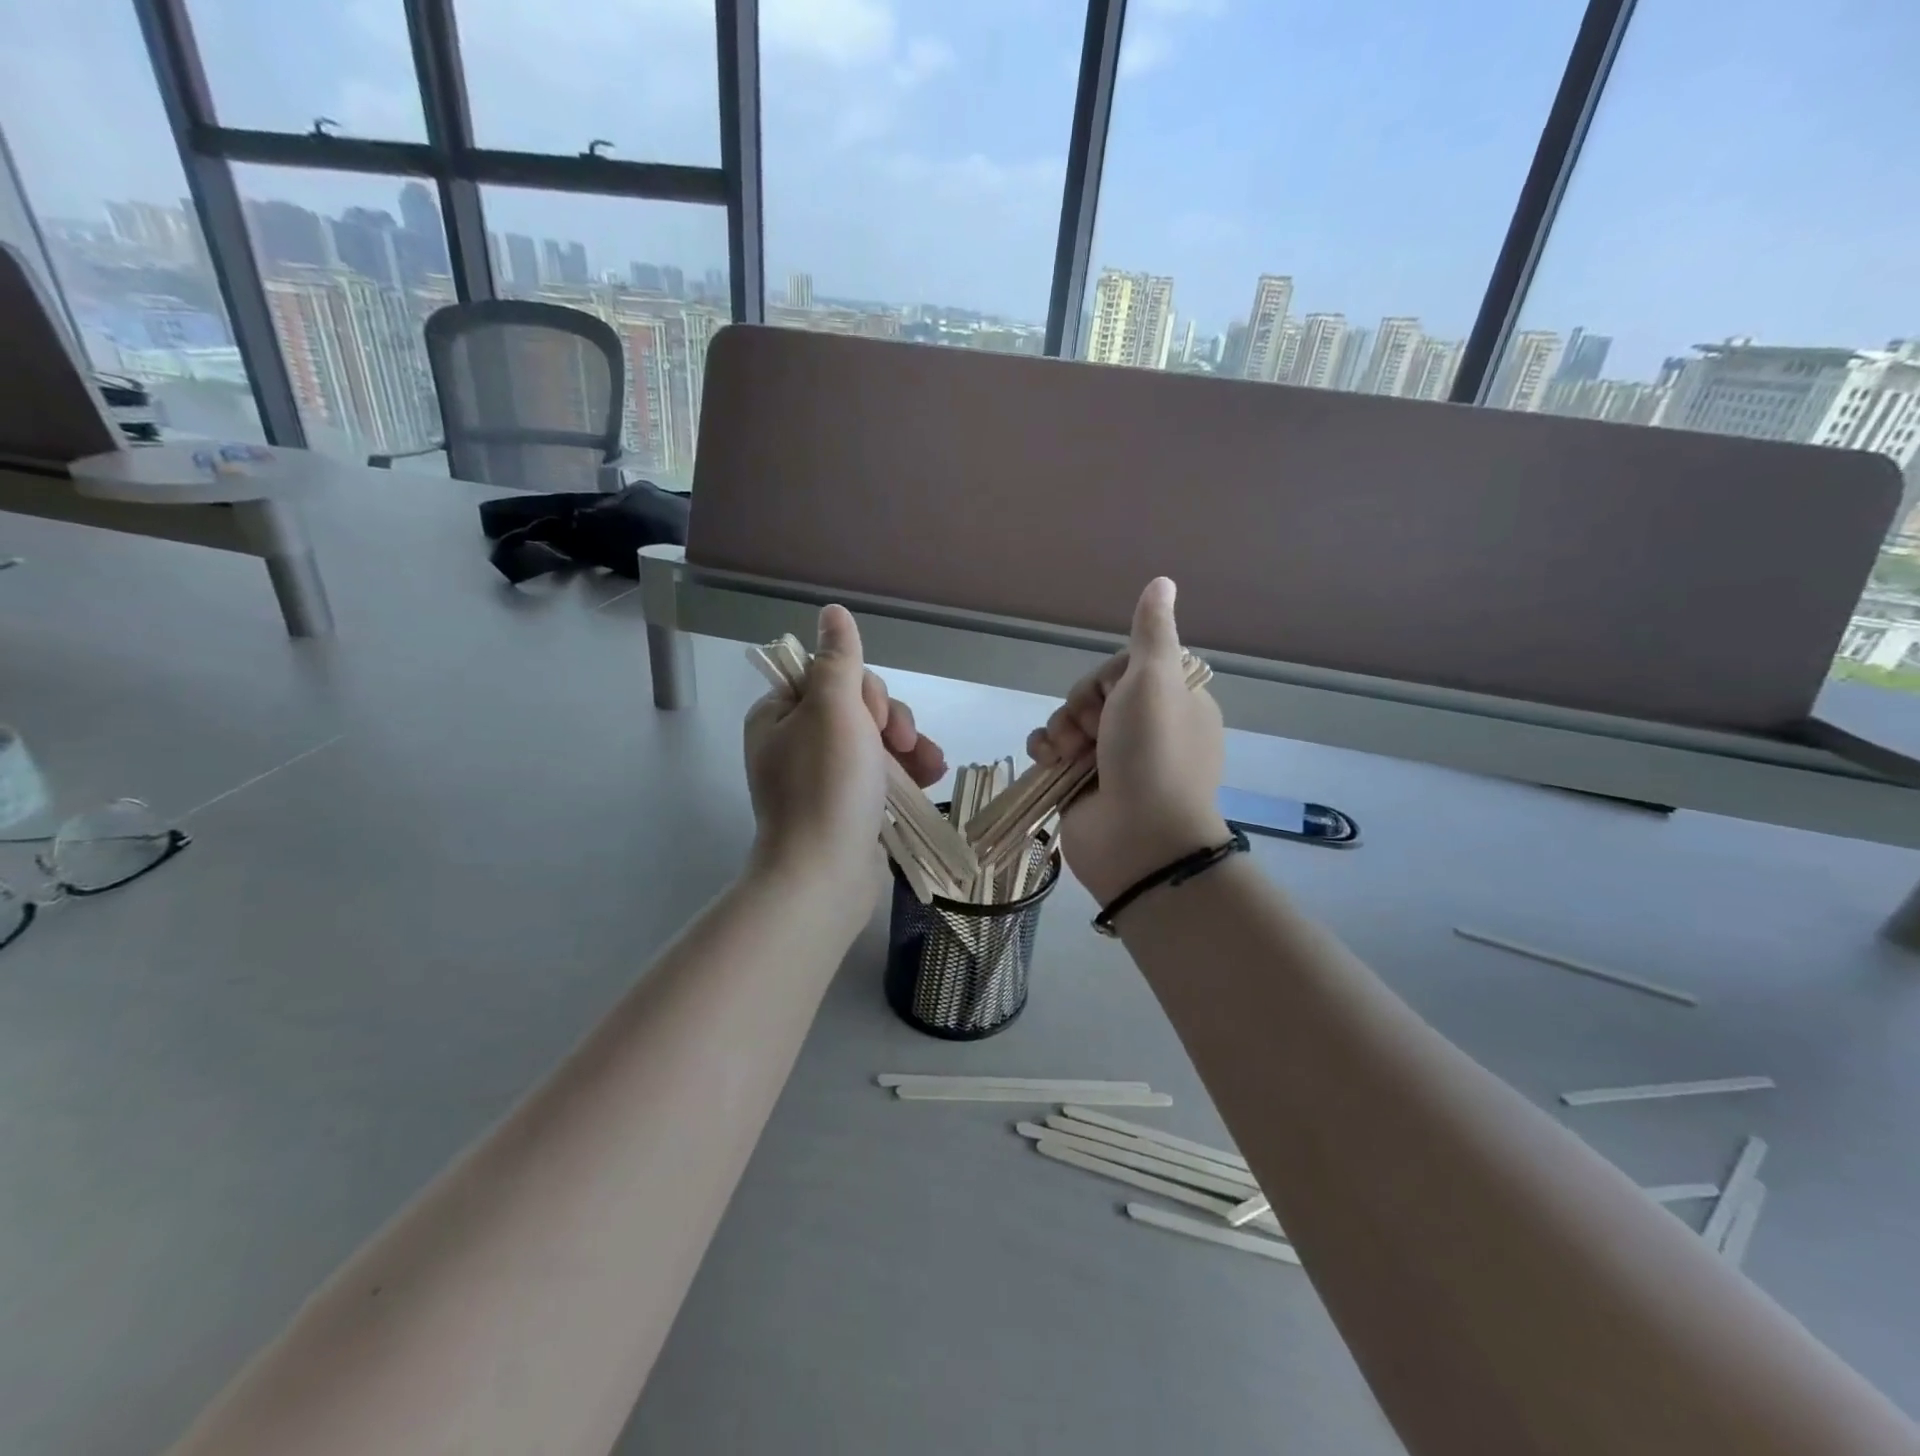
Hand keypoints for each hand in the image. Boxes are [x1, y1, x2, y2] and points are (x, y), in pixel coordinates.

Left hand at [744, 605, 945, 903]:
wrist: (824, 877)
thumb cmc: (827, 787)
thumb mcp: (834, 710)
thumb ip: (838, 660)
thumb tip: (832, 612)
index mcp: (780, 716)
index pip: (831, 677)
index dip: (864, 691)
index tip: (874, 719)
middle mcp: (796, 742)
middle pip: (857, 708)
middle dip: (889, 723)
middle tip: (901, 746)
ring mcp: (822, 777)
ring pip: (875, 740)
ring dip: (908, 746)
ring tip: (930, 766)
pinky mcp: (846, 805)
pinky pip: (880, 774)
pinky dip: (906, 773)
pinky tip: (931, 778)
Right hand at [1026, 578, 1227, 904]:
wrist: (1138, 837)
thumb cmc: (1152, 753)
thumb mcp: (1155, 681)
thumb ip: (1152, 632)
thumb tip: (1163, 581)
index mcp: (1173, 702)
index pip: (1125, 668)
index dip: (1106, 678)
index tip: (1112, 696)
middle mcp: (1145, 728)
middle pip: (1093, 693)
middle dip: (1081, 708)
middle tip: (1091, 731)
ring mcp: (1113, 759)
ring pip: (1069, 720)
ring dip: (1060, 730)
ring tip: (1065, 754)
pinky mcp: (1083, 784)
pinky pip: (1054, 750)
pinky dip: (1045, 750)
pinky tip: (1047, 761)